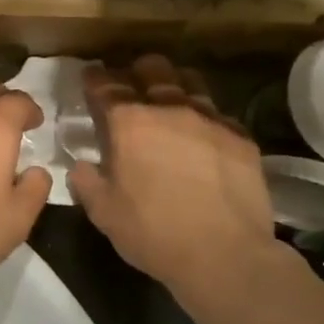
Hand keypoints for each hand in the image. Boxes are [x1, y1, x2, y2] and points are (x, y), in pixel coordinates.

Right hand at [68, 56, 287, 301]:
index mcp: (129, 122)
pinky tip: (203, 136)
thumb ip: (86, 181)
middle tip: (131, 86)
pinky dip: (204, 118)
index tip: (91, 78)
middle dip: (137, 71)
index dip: (95, 78)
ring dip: (173, 85)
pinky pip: (218, 113)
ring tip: (169, 102)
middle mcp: (169, 107)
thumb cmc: (154, 233)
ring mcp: (210, 118)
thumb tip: (82, 165)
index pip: (106, 85)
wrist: (225, 256)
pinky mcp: (241, 136)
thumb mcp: (103, 212)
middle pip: (152, 68)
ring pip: (189, 81)